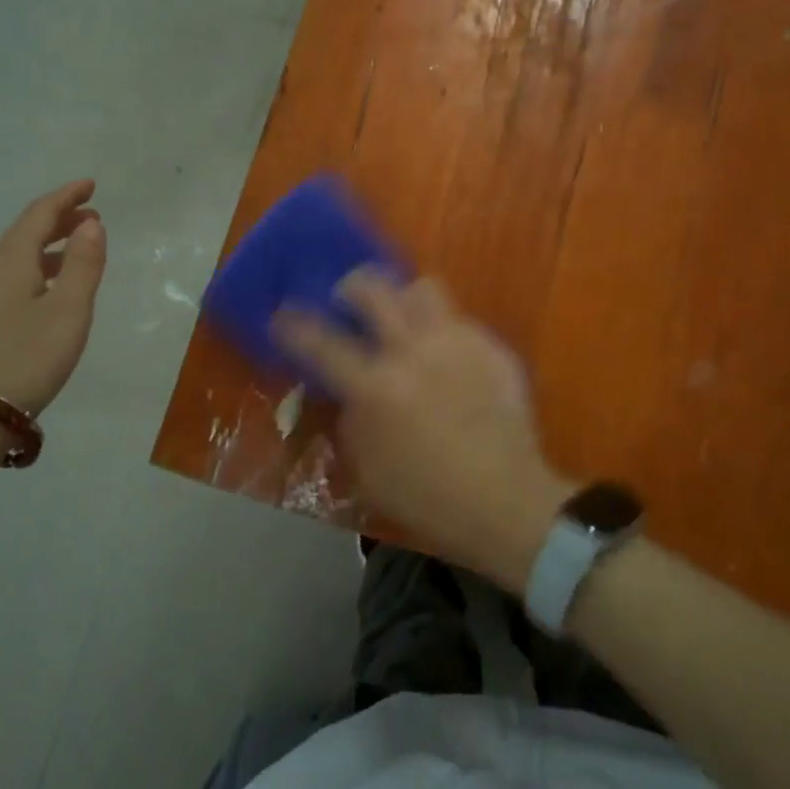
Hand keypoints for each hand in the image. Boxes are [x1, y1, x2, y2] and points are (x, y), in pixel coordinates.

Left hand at [0, 181, 107, 415]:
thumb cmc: (29, 357)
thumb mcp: (69, 311)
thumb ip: (83, 264)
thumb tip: (91, 224)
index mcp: (10, 262)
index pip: (38, 215)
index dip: (66, 196)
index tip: (91, 185)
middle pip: (24, 232)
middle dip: (59, 218)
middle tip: (92, 215)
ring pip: (16, 255)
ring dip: (49, 244)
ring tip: (78, 247)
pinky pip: (11, 275)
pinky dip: (37, 265)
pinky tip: (51, 284)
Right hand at [273, 270, 574, 591]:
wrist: (506, 502)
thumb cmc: (429, 498)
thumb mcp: (369, 470)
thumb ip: (352, 421)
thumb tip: (351, 392)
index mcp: (376, 387)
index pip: (322, 343)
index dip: (295, 324)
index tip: (283, 313)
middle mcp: (413, 351)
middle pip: (374, 290)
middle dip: (352, 286)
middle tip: (348, 297)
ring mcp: (457, 344)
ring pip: (423, 289)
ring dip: (404, 298)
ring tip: (402, 317)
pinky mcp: (491, 348)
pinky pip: (459, 320)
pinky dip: (443, 331)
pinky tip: (448, 357)